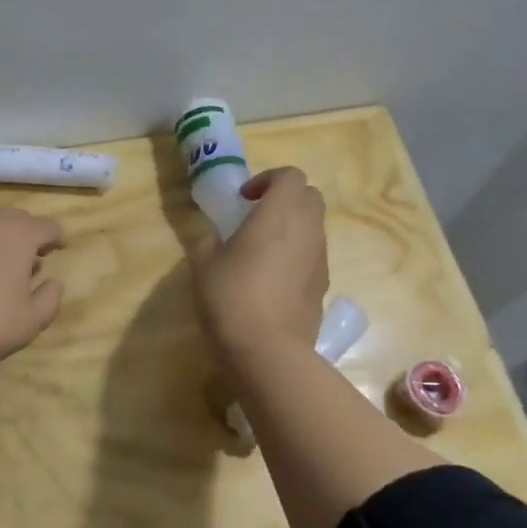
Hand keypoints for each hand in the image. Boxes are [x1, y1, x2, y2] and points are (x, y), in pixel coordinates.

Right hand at [189, 167, 327, 367]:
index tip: (244, 199)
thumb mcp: (203, 265)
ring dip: (292, 227)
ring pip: (314, 226)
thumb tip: (213, 235)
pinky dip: (297, 254)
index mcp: (278, 214)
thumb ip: (206, 240)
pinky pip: (313, 255)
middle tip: (255, 217)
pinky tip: (271, 279)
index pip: (290, 175)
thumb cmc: (231, 298)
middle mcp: (307, 230)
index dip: (267, 179)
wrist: (268, 351)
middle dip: (285, 198)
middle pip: (310, 196)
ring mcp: (319, 259)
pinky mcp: (323, 286)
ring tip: (261, 250)